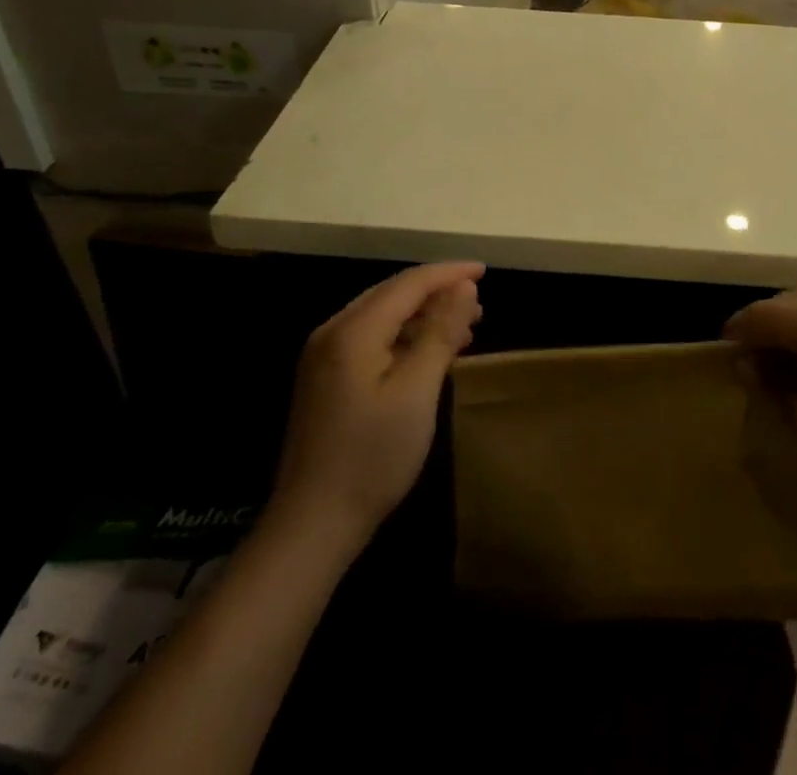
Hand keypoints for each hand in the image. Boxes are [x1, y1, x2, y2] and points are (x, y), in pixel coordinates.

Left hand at [266, 262, 483, 548]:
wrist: (312, 525)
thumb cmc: (372, 457)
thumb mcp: (417, 391)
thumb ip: (440, 332)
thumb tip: (463, 287)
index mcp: (353, 330)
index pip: (408, 283)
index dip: (449, 273)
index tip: (485, 271)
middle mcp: (333, 332)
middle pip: (393, 294)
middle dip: (438, 292)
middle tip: (479, 303)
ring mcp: (324, 357)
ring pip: (382, 316)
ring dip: (423, 315)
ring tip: (464, 327)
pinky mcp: (325, 380)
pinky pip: (372, 339)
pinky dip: (405, 337)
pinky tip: (428, 353)